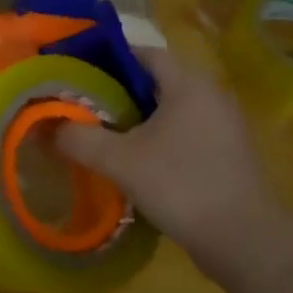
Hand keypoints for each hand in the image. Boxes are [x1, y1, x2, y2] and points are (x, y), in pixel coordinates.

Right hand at [53, 47, 281, 276]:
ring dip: (140, 117)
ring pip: (172, 109)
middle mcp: (212, 96)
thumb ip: (79, 138)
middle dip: (120, 90)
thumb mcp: (118, 160)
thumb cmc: (180, 184)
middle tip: (85, 104)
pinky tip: (137, 161)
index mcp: (189, 85)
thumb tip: (49, 127)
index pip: (145, 53)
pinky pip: (186, 132)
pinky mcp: (228, 154)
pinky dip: (160, 138)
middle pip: (158, 81)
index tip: (80, 71)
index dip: (110, 57)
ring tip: (105, 133)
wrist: (243, 239)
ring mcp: (225, 126)